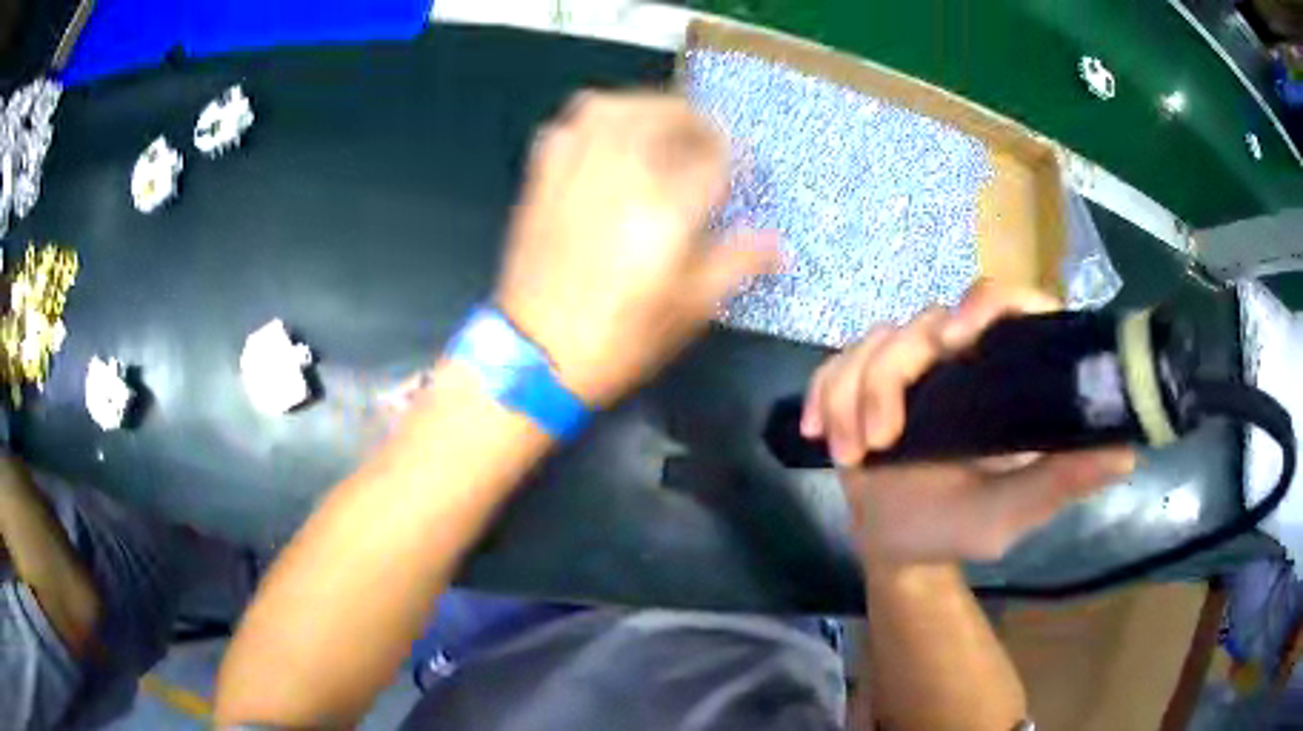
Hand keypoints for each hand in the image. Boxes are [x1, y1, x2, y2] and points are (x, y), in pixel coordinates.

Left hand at [495, 91, 780, 405]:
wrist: (533, 355)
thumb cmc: (619, 338)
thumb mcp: (690, 310)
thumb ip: (737, 264)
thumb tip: (779, 245)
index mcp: (667, 209)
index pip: (715, 158)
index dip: (737, 159)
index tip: (744, 170)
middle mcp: (622, 174)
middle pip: (664, 114)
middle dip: (695, 119)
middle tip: (709, 137)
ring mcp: (576, 171)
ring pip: (613, 107)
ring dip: (645, 105)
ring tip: (661, 124)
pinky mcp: (543, 178)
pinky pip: (568, 126)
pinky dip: (593, 120)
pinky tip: (606, 137)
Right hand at [801, 282, 1136, 563]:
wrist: (892, 548)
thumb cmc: (956, 530)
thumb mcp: (1010, 513)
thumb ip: (1059, 482)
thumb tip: (1127, 450)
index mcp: (1008, 377)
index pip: (1011, 305)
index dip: (988, 303)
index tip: (956, 340)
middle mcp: (963, 358)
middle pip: (924, 322)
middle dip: (887, 380)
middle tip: (874, 444)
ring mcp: (914, 365)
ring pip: (874, 342)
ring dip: (851, 398)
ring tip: (850, 457)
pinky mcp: (868, 377)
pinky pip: (837, 363)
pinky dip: (825, 395)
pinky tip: (820, 434)